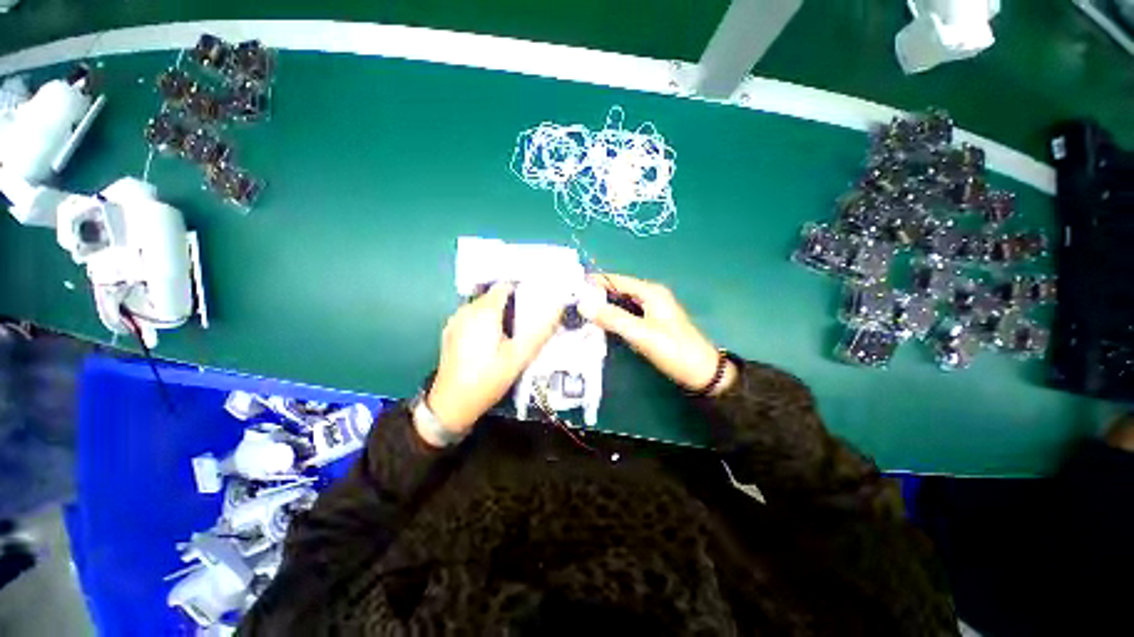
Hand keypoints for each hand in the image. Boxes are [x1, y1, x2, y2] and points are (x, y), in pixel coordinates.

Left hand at [424, 283, 562, 441]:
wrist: (451, 404)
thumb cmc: (488, 379)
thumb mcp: (519, 357)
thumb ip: (540, 332)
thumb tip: (558, 308)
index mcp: (484, 312)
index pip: (505, 286)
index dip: (522, 290)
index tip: (537, 300)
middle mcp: (467, 310)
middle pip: (494, 296)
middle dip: (512, 303)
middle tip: (529, 320)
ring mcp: (456, 321)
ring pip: (483, 307)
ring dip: (499, 313)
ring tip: (514, 331)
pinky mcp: (451, 332)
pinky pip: (472, 317)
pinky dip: (485, 321)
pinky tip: (493, 340)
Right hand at [582, 274, 736, 395]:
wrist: (701, 372)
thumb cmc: (673, 349)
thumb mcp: (641, 333)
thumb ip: (612, 318)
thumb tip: (583, 304)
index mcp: (650, 292)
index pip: (616, 280)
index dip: (594, 281)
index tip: (571, 286)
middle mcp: (651, 295)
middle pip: (618, 290)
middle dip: (596, 294)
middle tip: (572, 301)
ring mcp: (651, 309)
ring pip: (621, 302)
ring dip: (603, 306)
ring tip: (580, 311)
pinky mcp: (651, 322)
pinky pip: (626, 313)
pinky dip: (612, 316)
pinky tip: (599, 323)